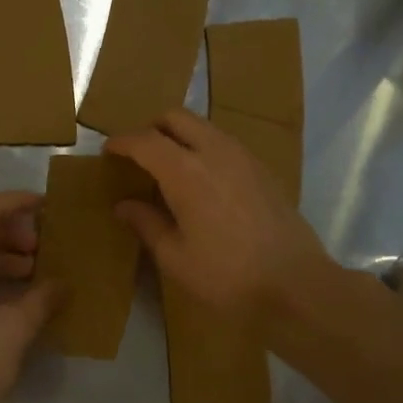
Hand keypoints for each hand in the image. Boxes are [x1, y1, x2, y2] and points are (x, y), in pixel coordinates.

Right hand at [106, 108, 328, 315]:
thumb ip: (146, 224)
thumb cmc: (226, 276)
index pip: (145, 141)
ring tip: (168, 166)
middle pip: (176, 118)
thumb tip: (123, 205)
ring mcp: (244, 157)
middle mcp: (215, 152)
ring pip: (204, 126)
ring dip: (180, 136)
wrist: (294, 284)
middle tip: (137, 154)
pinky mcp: (263, 170)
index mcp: (186, 172)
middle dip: (151, 128)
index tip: (108, 151)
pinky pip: (224, 143)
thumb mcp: (175, 257)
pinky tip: (202, 181)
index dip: (122, 142)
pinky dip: (204, 148)